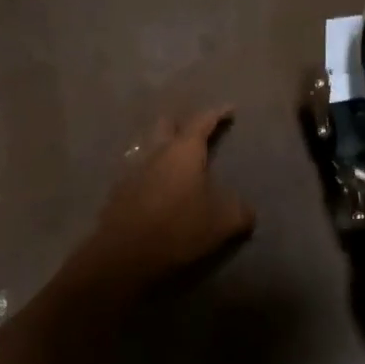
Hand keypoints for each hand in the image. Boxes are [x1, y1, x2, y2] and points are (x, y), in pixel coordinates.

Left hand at [73, 107, 254, 292]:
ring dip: (162, 147)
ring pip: (148, 146)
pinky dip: (149, 173)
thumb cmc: (180, 229)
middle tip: (196, 131)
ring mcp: (132, 170)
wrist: (126, 254)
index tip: (230, 109)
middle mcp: (156, 152)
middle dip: (182, 123)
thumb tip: (246, 210)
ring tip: (175, 160)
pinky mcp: (118, 191)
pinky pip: (136, 171)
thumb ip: (240, 211)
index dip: (218, 113)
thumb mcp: (224, 222)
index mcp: (184, 151)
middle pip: (166, 124)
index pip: (203, 121)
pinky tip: (156, 188)